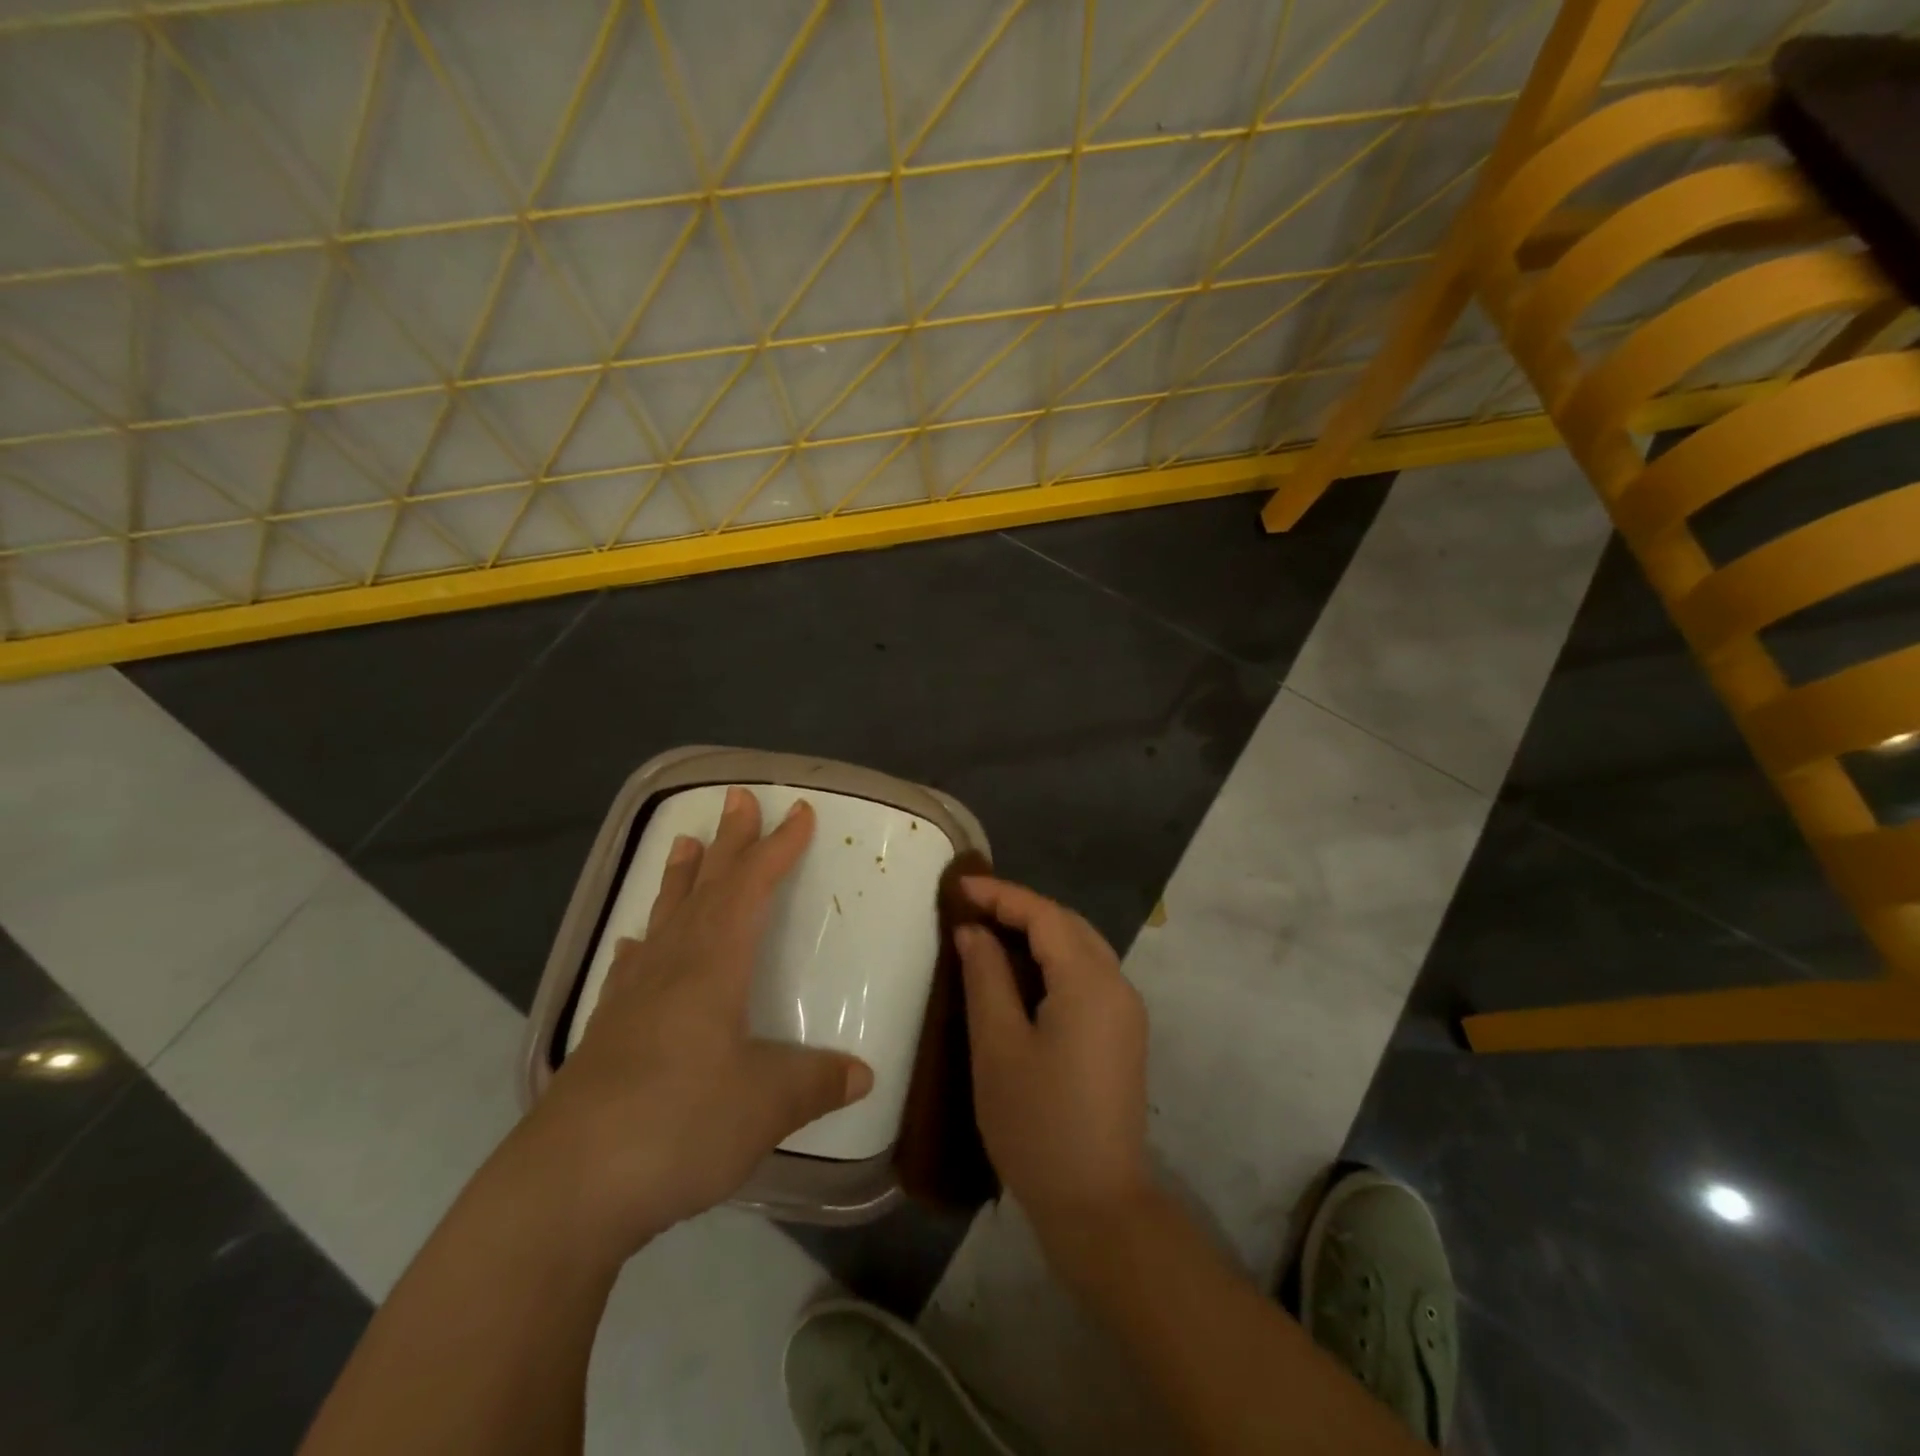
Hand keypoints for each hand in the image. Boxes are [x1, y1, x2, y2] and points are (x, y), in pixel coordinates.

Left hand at [518, 788, 873, 1258]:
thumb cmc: (678, 1126)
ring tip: (686, 842)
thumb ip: (817, 1082)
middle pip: (707, 888)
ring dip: (682, 878)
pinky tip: (636, 943)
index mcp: (713, 965)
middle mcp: (672, 966)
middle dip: (730, 842)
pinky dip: (643, 943)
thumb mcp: (767, 1105)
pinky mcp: (606, 1034)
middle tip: (737, 798)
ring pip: (665, 917)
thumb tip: (864, 1074)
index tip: (799, 813)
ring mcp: (632, 998)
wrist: (565, 1189)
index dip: (778, 849)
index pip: (752, 888)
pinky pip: (631, 967)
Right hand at [955, 877, 1151, 1245]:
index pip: (1044, 915)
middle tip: (970, 907)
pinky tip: (1022, 971)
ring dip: (1038, 931)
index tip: (958, 886)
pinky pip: (1088, 973)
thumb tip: (973, 931)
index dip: (1001, 895)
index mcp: (1090, 982)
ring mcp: (1126, 1010)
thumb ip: (986, 978)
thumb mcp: (998, 1047)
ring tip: (990, 931)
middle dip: (1020, 908)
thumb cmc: (1037, 1125)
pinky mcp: (1123, 1032)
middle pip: (1068, 924)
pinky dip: (1054, 959)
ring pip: (1081, 946)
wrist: (1097, 1204)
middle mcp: (1117, 985)